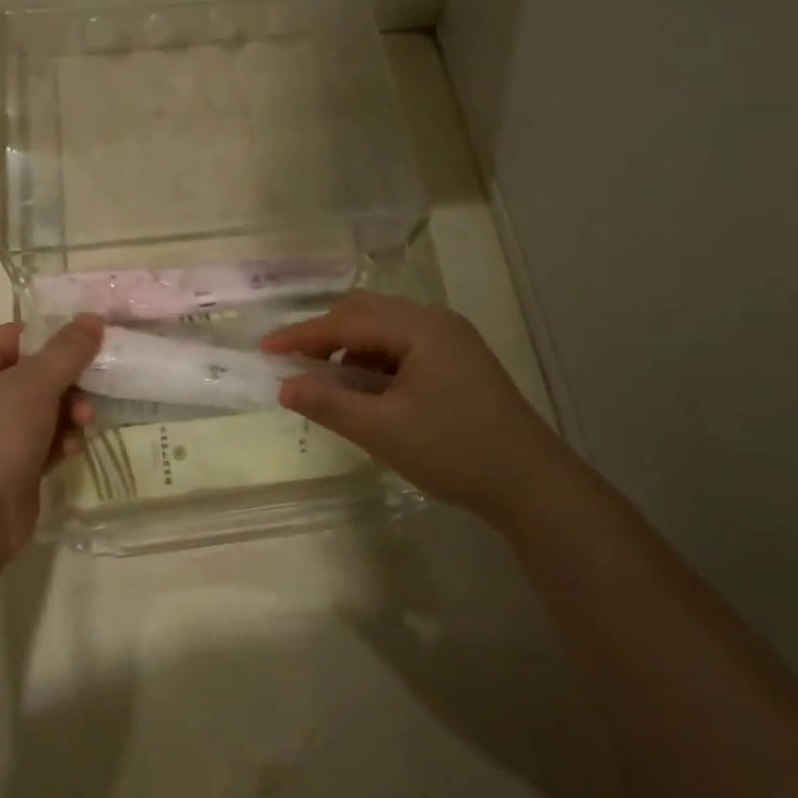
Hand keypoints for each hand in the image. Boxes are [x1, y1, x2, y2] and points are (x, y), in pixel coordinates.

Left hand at [0, 316, 101, 565]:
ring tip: (85, 423)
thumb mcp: (34, 385)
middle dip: (69, 382)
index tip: (94, 341)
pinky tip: (70, 451)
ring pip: (44, 408)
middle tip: (95, 389)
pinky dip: (59, 441)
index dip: (56, 336)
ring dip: (69, 413)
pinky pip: (43, 440)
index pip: (19, 336)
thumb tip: (92, 318)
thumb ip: (67, 350)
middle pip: (36, 373)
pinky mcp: (9, 465)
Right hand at [262, 292, 573, 515]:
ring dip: (350, 348)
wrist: (531, 484)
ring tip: (328, 383)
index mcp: (420, 328)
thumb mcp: (382, 430)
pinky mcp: (457, 362)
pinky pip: (402, 347)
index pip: (347, 321)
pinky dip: (374, 362)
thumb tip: (285, 386)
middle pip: (366, 312)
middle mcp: (436, 322)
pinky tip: (366, 391)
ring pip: (384, 329)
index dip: (302, 335)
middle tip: (293, 363)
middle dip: (325, 335)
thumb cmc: (454, 451)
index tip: (265, 349)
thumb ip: (329, 403)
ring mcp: (451, 340)